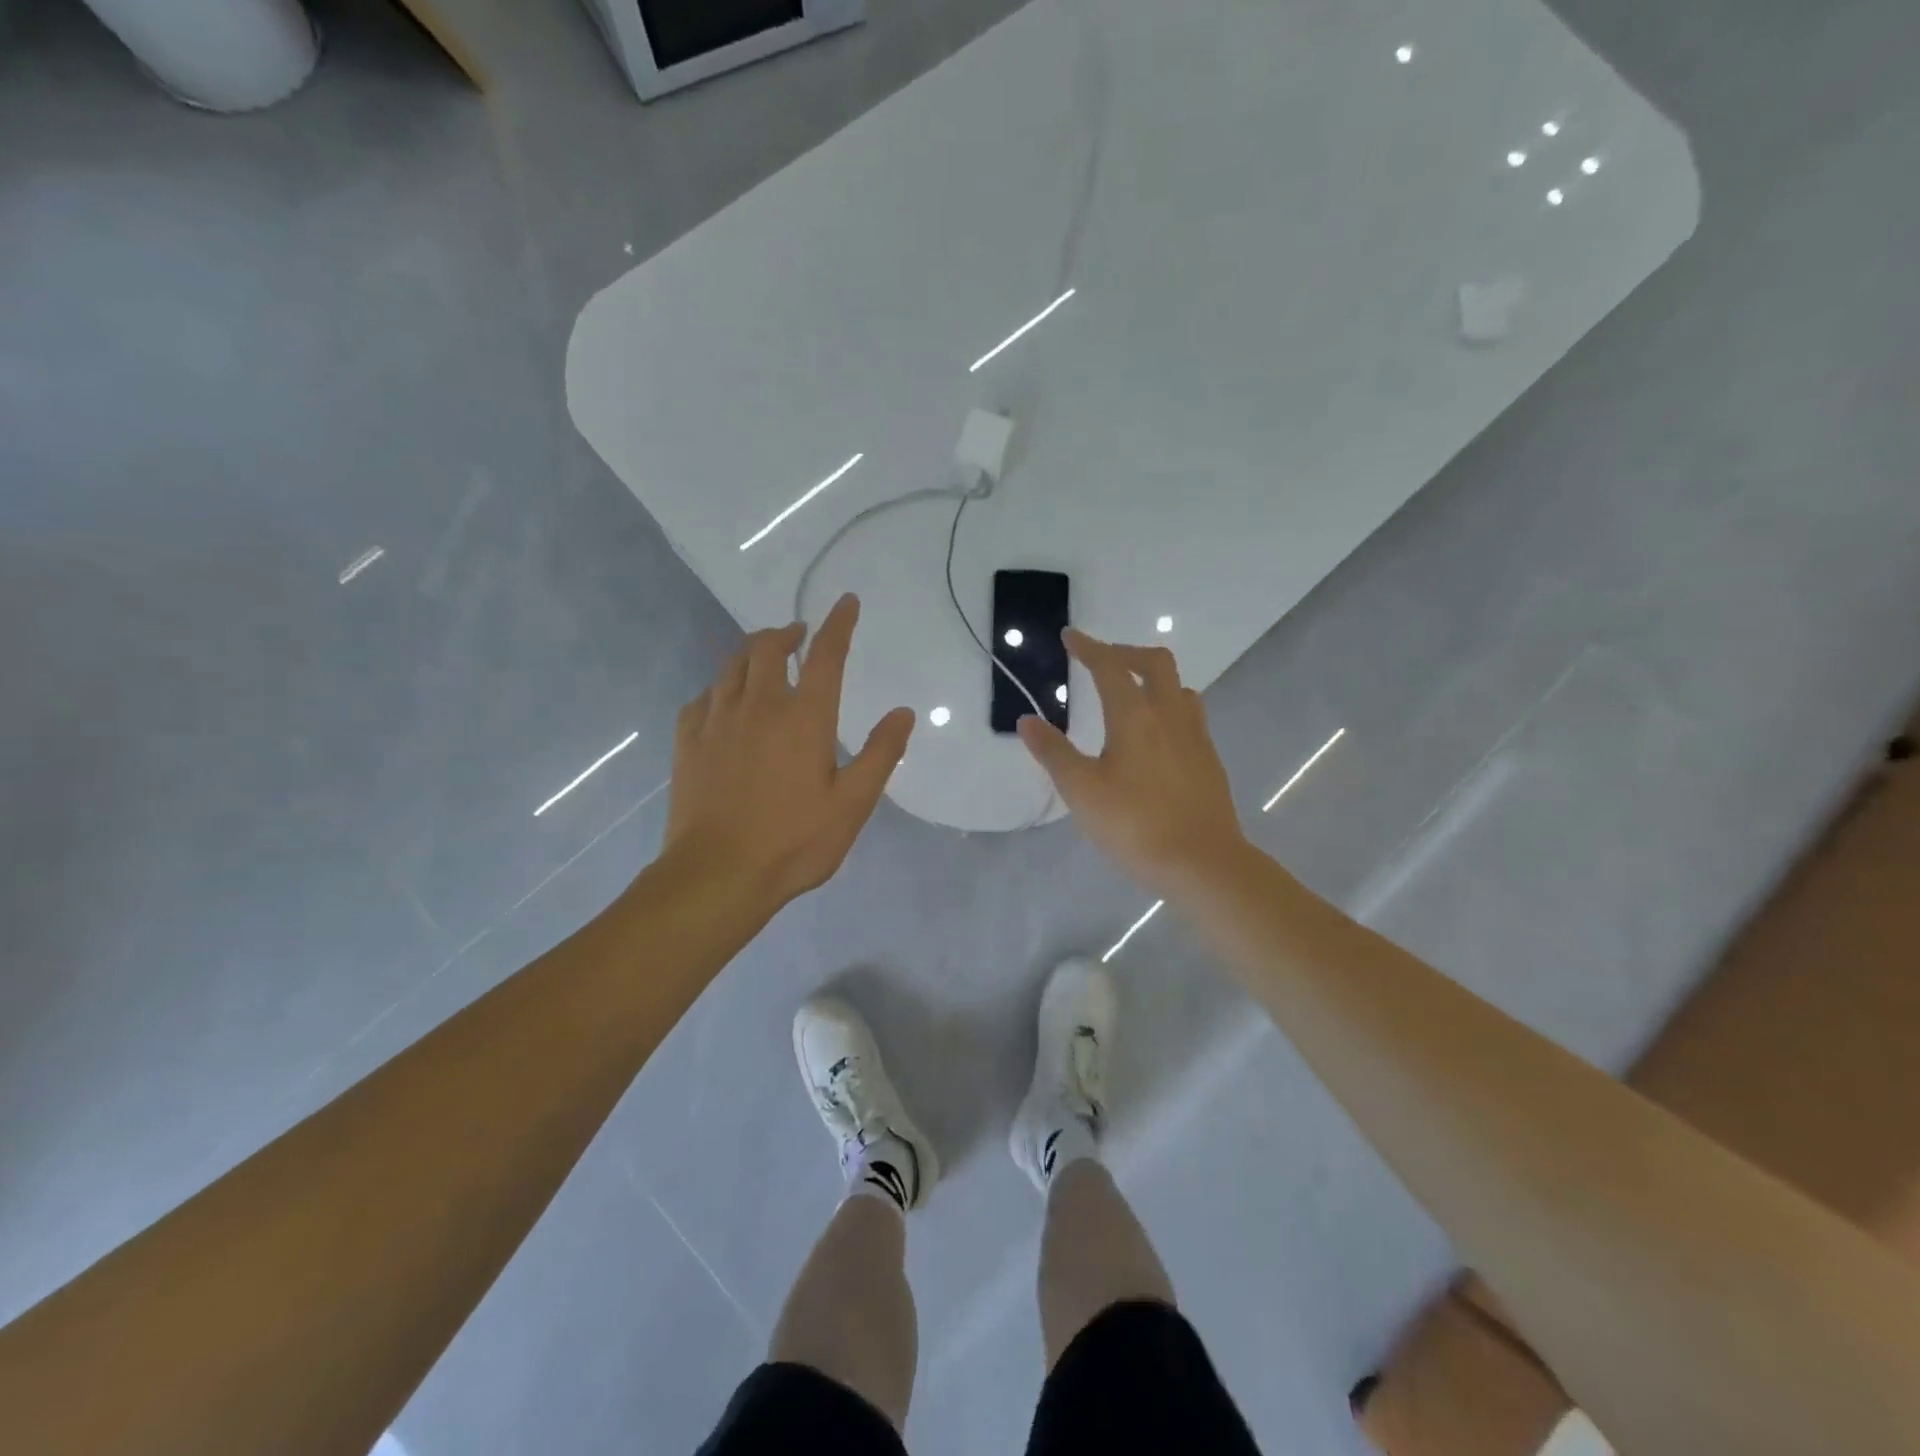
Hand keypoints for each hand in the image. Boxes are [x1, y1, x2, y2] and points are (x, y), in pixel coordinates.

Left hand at [663, 594, 913, 911]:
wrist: (718, 874)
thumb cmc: (794, 841)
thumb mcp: (852, 804)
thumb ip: (880, 754)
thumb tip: (903, 712)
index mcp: (804, 718)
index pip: (825, 655)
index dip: (838, 624)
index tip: (846, 602)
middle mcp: (759, 706)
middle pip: (767, 647)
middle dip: (786, 632)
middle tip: (799, 634)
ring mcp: (717, 721)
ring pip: (732, 666)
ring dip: (752, 652)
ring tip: (764, 657)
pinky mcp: (688, 742)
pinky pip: (703, 697)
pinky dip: (719, 688)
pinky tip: (724, 701)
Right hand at [1017, 629, 1246, 890]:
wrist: (1203, 863)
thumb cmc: (1135, 825)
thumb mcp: (1082, 791)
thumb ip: (1053, 753)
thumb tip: (1027, 720)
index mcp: (1135, 716)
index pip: (1110, 667)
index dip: (1088, 647)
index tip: (1071, 636)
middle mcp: (1170, 715)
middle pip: (1155, 663)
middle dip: (1125, 653)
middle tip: (1101, 662)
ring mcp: (1196, 737)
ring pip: (1179, 688)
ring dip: (1153, 679)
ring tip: (1130, 696)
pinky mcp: (1209, 760)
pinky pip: (1189, 715)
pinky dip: (1168, 707)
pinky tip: (1155, 737)